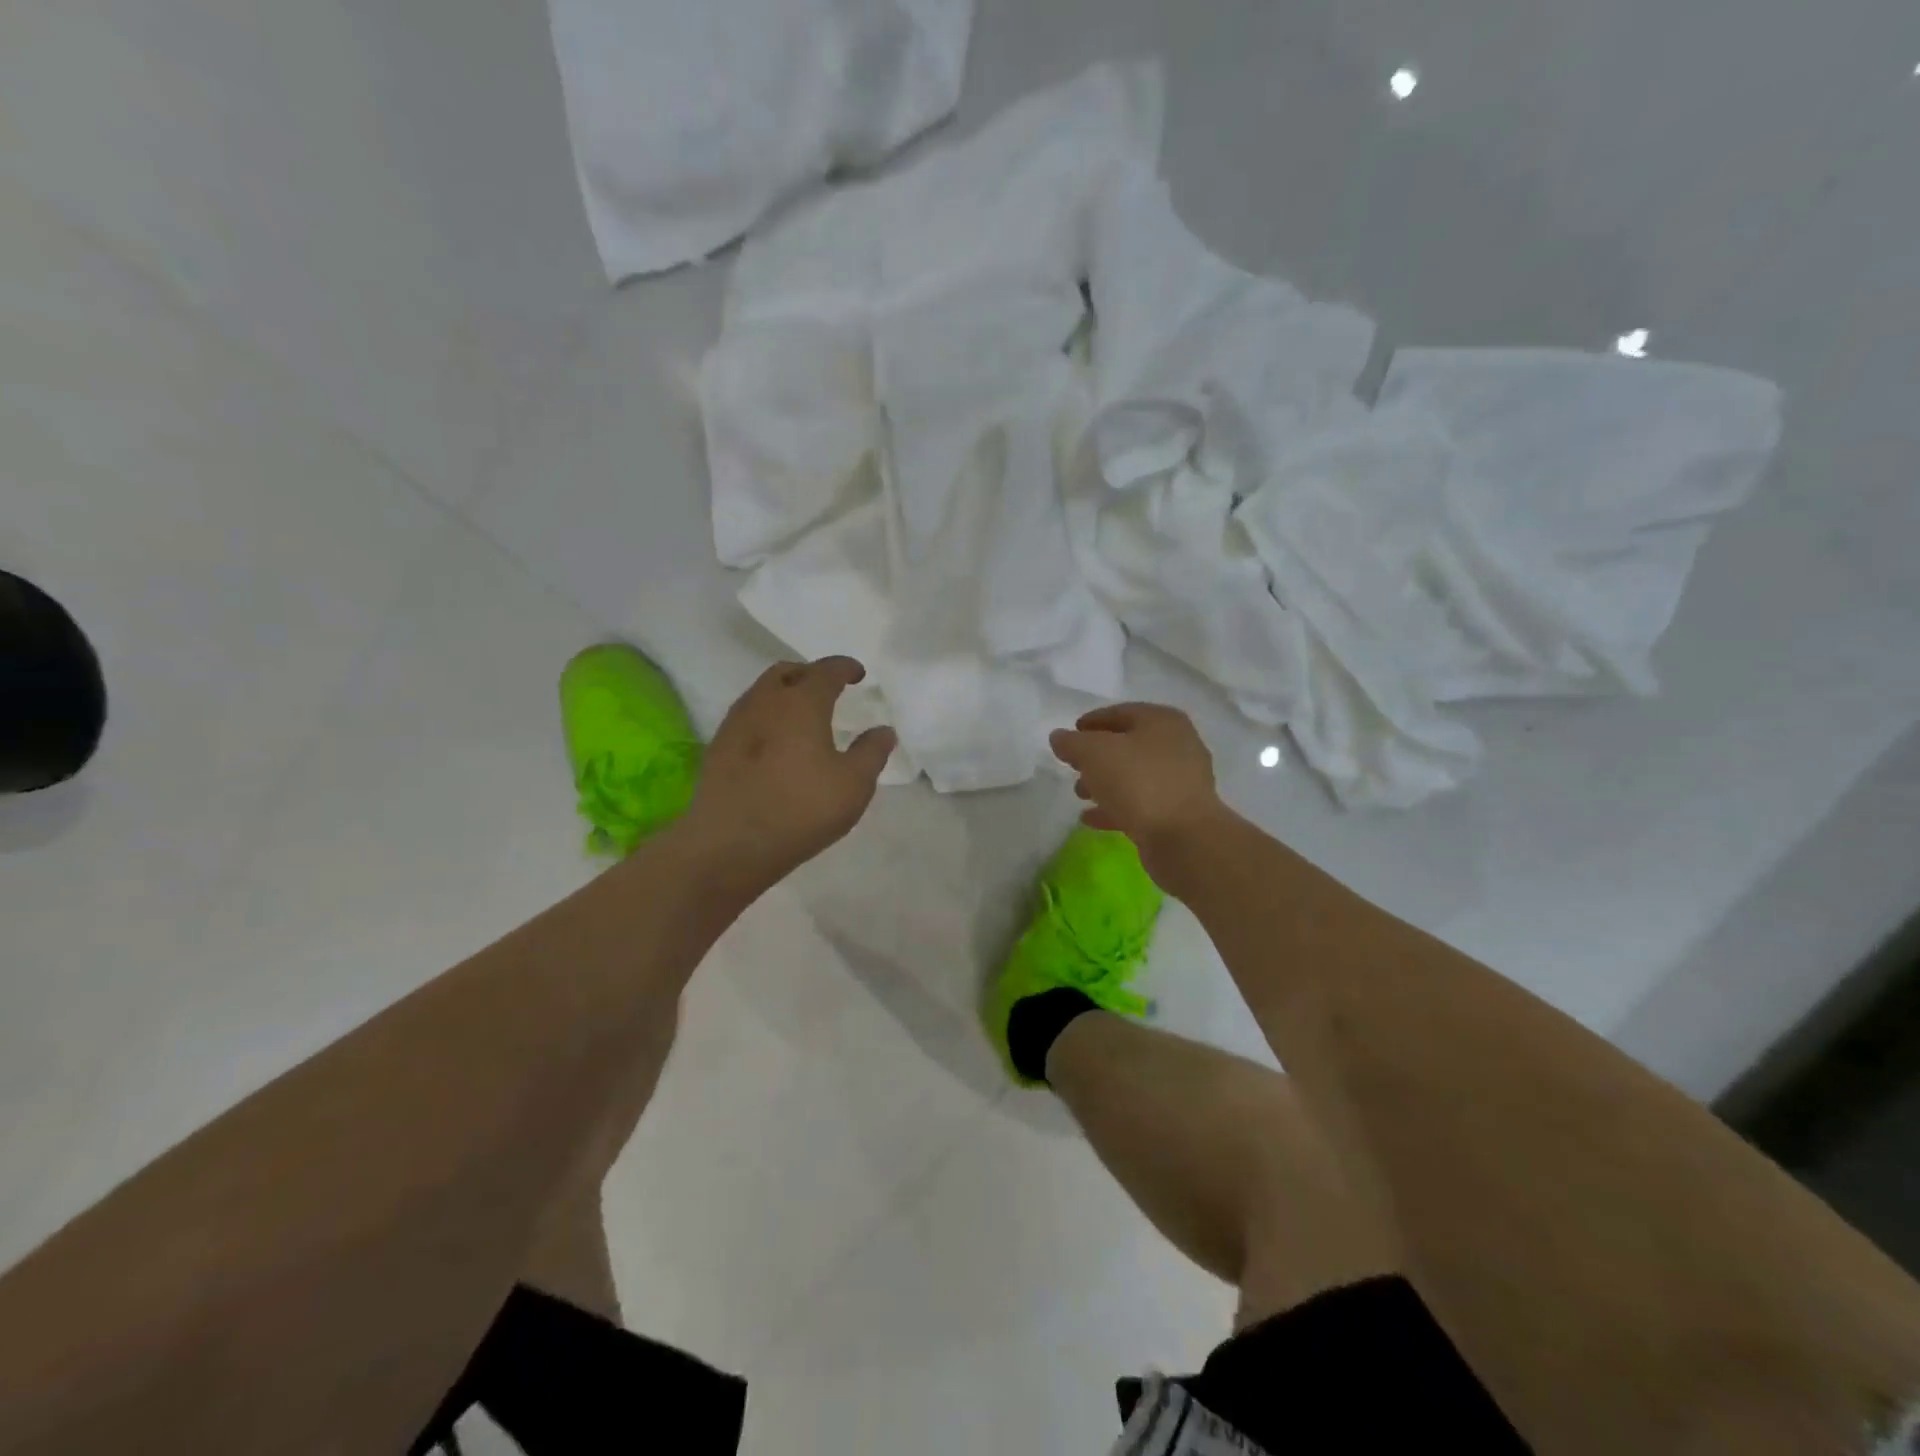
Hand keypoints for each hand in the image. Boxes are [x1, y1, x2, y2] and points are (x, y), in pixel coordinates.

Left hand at [680, 657, 895, 888]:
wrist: (730, 844)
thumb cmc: (801, 808)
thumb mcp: (853, 784)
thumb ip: (872, 752)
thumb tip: (883, 731)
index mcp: (801, 702)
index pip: (826, 670)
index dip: (845, 668)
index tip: (858, 674)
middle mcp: (765, 701)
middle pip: (787, 672)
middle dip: (811, 674)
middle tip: (829, 689)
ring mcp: (736, 723)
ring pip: (762, 692)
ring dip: (785, 693)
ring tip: (802, 715)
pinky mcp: (718, 747)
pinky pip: (747, 716)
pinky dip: (767, 716)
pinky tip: (776, 742)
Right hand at [1049, 703, 1229, 878]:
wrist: (1184, 839)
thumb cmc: (1139, 783)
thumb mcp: (1095, 754)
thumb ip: (1072, 743)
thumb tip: (1059, 737)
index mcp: (1162, 722)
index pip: (1121, 712)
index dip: (1092, 721)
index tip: (1071, 733)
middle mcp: (1177, 746)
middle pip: (1129, 744)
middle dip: (1097, 756)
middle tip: (1073, 766)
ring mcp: (1181, 781)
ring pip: (1134, 776)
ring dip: (1105, 783)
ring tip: (1080, 794)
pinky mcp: (1178, 813)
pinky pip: (1141, 803)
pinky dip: (1116, 807)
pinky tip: (1091, 819)